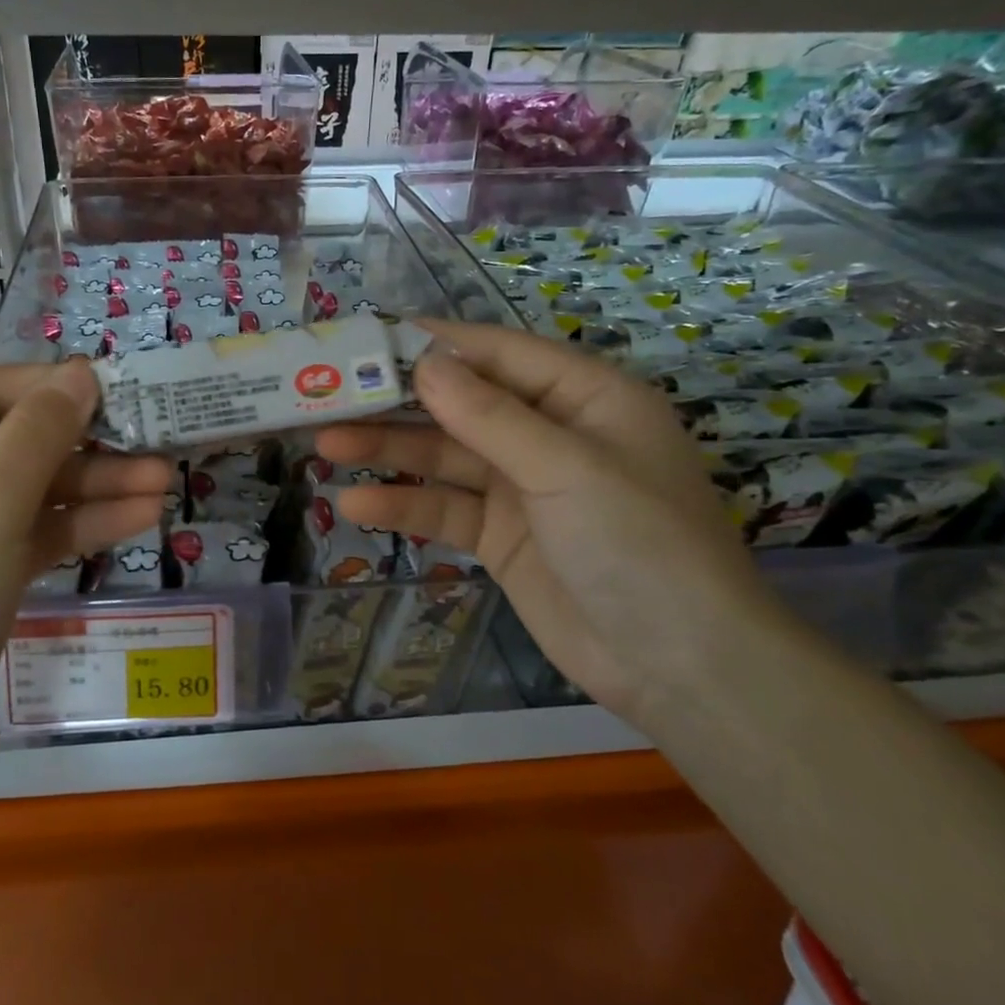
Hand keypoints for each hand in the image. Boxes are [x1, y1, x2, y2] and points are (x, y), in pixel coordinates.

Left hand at [0, 361, 169, 802]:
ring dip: (93, 488)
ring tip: (165, 483)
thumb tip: (79, 373)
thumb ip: (38, 432)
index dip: (51, 387)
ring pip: (25, 492)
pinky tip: (137, 519)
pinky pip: (26, 535)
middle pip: (8, 443)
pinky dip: (76, 527)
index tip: (119, 387)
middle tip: (155, 442)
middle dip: (85, 447)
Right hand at [314, 320, 797, 724]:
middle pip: (462, 404)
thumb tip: (423, 361)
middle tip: (329, 393)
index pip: (498, 353)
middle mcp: (550, 434)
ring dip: (389, 451)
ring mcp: (523, 487)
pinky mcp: (502, 536)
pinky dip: (405, 504)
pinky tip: (356, 504)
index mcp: (584, 397)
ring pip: (445, 456)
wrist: (679, 668)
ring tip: (325, 443)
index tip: (370, 337)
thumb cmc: (639, 544)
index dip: (435, 343)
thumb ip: (490, 416)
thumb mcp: (566, 469)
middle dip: (399, 401)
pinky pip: (446, 509)